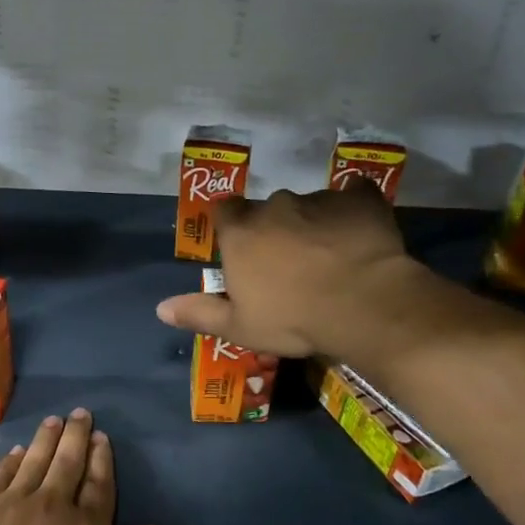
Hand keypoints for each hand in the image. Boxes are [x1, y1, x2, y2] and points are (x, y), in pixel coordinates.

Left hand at [0, 409, 161, 524]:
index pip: (99, 483)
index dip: (101, 458)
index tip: (102, 438)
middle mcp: (53, 505)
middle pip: (68, 461)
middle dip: (76, 435)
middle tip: (80, 414)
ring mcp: (14, 504)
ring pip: (35, 460)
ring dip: (47, 438)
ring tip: (54, 420)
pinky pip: (1, 475)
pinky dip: (12, 459)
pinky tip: (18, 451)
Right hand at [154, 185, 424, 358]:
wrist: (364, 306)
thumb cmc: (293, 319)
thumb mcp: (240, 327)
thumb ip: (200, 313)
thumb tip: (160, 308)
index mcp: (241, 232)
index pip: (224, 210)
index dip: (232, 226)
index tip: (243, 248)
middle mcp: (275, 206)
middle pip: (267, 209)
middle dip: (275, 228)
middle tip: (290, 261)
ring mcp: (319, 199)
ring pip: (309, 205)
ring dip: (313, 223)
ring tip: (330, 254)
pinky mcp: (360, 199)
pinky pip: (353, 197)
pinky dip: (352, 211)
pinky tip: (360, 233)